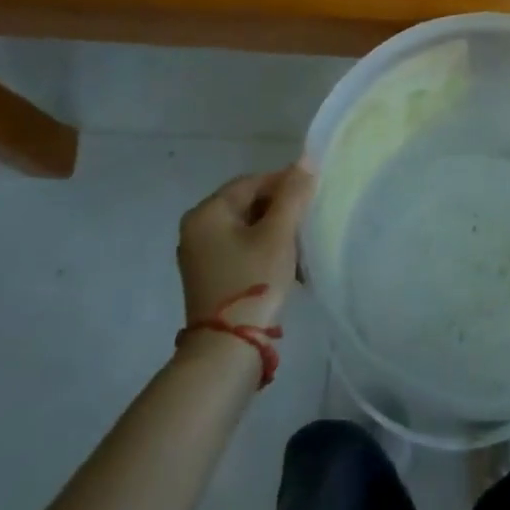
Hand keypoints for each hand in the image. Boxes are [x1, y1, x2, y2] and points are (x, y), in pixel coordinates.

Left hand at [177, 163, 313, 331]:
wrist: (227, 349)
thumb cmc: (253, 280)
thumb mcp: (279, 234)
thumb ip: (293, 194)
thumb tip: (306, 160)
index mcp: (207, 212)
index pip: (252, 182)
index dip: (285, 184)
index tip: (313, 196)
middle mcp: (196, 228)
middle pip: (248, 204)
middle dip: (281, 211)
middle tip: (308, 223)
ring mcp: (199, 255)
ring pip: (246, 228)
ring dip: (275, 233)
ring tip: (301, 247)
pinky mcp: (209, 277)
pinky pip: (240, 249)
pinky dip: (263, 251)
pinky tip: (286, 266)